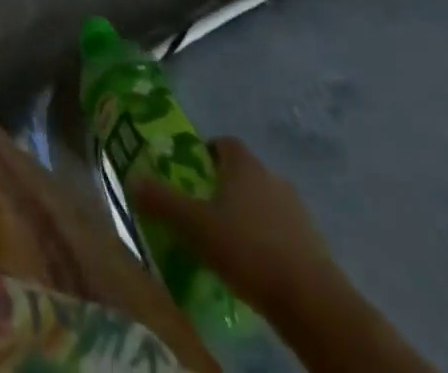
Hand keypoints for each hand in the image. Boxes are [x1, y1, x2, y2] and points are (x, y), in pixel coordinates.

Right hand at [131, 137, 338, 317]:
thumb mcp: (194, 226)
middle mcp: (272, 177)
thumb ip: (162, 201)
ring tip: (227, 244)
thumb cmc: (248, 250)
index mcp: (244, 164)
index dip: (204, 154)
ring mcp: (298, 211)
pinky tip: (255, 268)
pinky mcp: (315, 245)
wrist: (314, 304)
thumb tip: (131, 179)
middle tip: (202, 211)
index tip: (189, 175)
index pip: (222, 143)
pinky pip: (282, 233)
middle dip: (223, 187)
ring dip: (247, 216)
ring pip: (264, 203)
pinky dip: (268, 242)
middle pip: (243, 173)